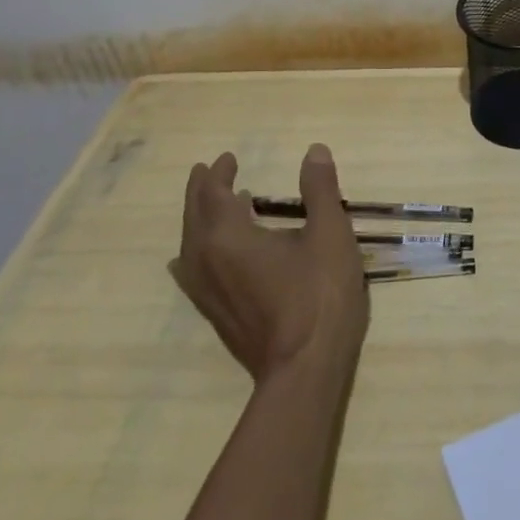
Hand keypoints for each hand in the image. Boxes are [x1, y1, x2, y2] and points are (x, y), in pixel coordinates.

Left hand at [169, 144, 368, 380]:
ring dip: (198, 219)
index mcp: (228, 237)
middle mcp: (206, 261)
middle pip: (194, 217)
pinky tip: (209, 257)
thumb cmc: (319, 294)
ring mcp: (206, 293)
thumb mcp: (330, 233)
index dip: (220, 173)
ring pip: (189, 246)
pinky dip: (198, 250)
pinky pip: (193, 271)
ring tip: (216, 208)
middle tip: (210, 171)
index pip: (214, 194)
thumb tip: (313, 150)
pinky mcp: (215, 315)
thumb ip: (320, 189)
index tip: (229, 158)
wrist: (304, 369)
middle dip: (201, 191)